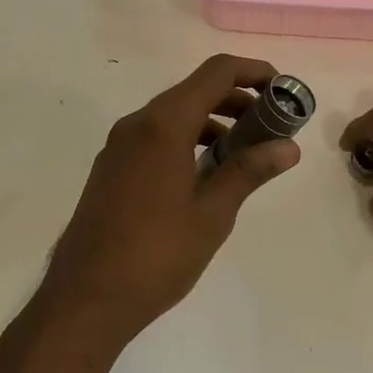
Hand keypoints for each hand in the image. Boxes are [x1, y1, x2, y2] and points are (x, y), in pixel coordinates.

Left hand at [43, 55, 300, 343]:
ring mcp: (119, 146)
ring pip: (174, 114)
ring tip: (245, 153)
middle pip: (195, 90)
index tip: (282, 90)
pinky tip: (206, 173)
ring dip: (213, 121)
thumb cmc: (156, 256)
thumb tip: (288, 147)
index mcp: (163, 125)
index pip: (216, 73)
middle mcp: (137, 124)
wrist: (83, 301)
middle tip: (271, 126)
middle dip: (237, 99)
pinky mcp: (111, 168)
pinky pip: (156, 136)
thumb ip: (249, 171)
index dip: (253, 71)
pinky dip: (188, 138)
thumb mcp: (212, 214)